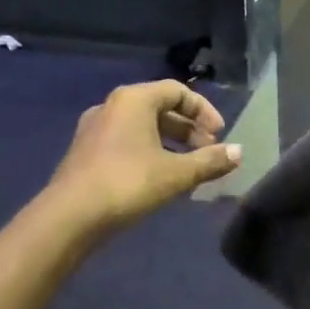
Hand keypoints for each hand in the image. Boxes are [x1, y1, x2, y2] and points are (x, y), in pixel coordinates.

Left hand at [46, 80, 241, 232]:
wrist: (69, 216)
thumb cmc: (128, 183)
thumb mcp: (176, 174)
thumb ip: (210, 161)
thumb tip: (239, 152)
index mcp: (134, 100)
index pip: (178, 91)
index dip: (204, 111)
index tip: (220, 135)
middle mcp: (112, 106)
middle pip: (160, 108)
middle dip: (189, 129)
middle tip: (208, 152)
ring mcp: (95, 129)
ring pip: (143, 126)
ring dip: (171, 142)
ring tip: (188, 168)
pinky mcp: (87, 152)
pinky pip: (127, 141)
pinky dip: (150, 152)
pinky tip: (160, 178)